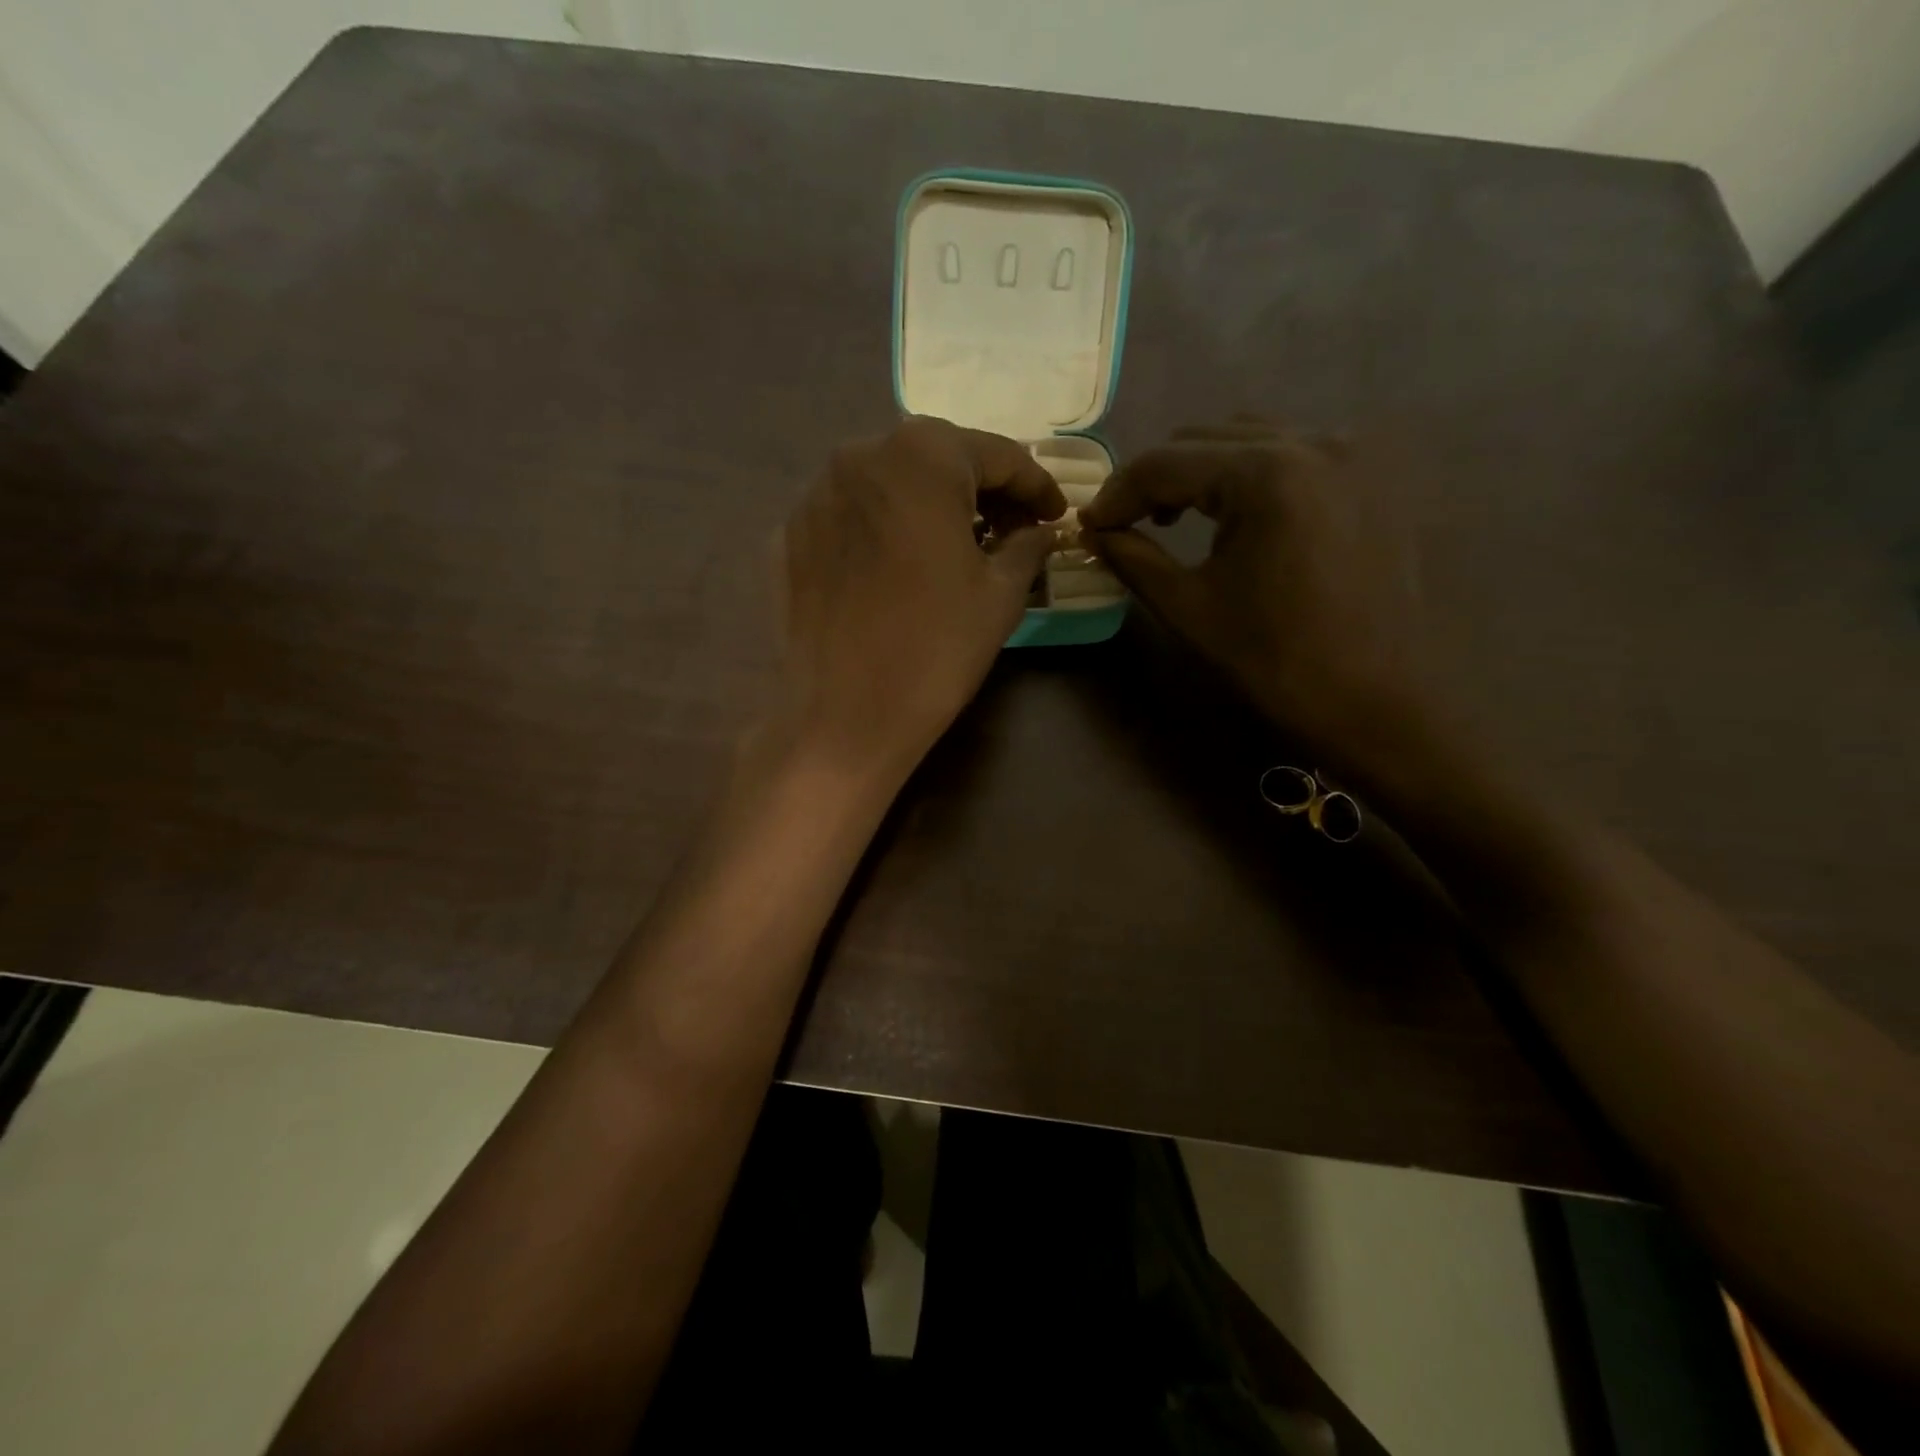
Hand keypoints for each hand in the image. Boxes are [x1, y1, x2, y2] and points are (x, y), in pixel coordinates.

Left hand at [774, 417, 1064, 785]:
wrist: (843, 716)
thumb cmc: (936, 648)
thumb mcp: (1000, 594)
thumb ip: (1027, 546)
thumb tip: (1039, 531)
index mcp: (922, 456)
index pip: (996, 454)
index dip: (1035, 485)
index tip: (1056, 515)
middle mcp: (860, 455)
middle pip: (937, 459)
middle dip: (980, 490)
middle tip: (1011, 529)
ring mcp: (815, 494)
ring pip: (889, 484)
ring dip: (929, 506)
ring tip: (955, 546)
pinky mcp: (788, 535)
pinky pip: (851, 517)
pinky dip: (884, 530)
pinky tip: (899, 567)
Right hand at [1081, 418, 1424, 765]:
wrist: (1376, 701)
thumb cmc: (1276, 660)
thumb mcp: (1190, 608)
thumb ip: (1133, 558)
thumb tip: (1094, 533)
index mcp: (1267, 473)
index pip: (1166, 461)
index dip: (1117, 493)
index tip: (1090, 527)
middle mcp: (1314, 441)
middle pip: (1206, 437)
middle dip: (1156, 478)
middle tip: (1127, 525)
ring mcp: (1350, 455)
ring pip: (1249, 438)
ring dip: (1201, 471)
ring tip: (1177, 519)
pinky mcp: (1370, 477)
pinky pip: (1291, 454)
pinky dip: (1248, 475)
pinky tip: (1235, 517)